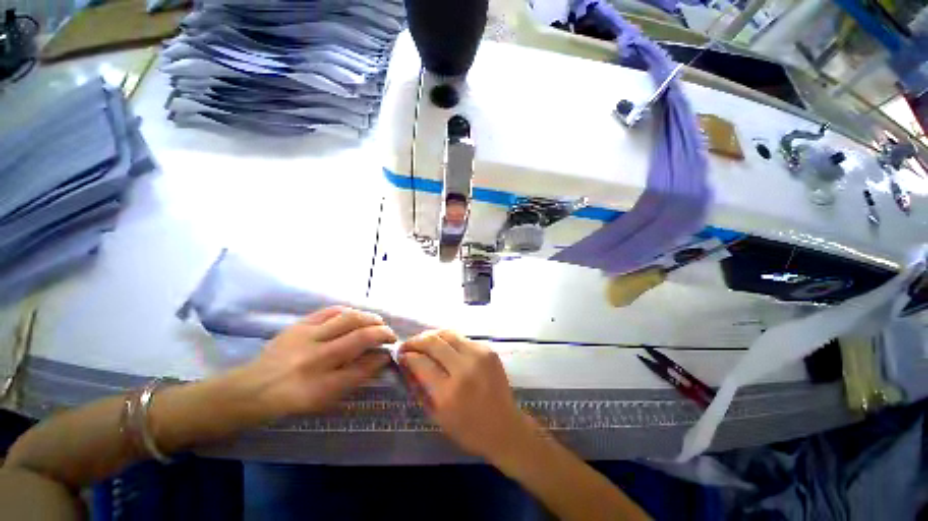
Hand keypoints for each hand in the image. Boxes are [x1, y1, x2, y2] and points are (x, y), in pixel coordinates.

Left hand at [242, 307, 396, 417]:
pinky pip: (331, 311)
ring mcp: (306, 337)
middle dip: (382, 332)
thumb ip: (356, 377)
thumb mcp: (326, 399)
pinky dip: (350, 311)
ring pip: (349, 318)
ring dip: (370, 318)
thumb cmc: (293, 399)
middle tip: (390, 335)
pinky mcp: (300, 324)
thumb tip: (380, 358)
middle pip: (360, 336)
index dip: (382, 357)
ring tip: (378, 322)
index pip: (363, 366)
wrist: (252, 388)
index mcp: (321, 384)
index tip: (390, 352)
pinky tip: (357, 316)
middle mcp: (315, 358)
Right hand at [399, 330, 534, 461]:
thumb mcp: (437, 416)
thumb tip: (407, 363)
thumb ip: (420, 388)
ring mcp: (479, 355)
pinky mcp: (488, 350)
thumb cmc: (468, 429)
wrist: (505, 427)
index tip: (401, 354)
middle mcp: (464, 368)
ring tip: (424, 341)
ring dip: (432, 335)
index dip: (407, 355)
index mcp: (449, 392)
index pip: (421, 362)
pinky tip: (445, 348)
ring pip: (448, 334)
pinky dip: (449, 341)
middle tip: (408, 344)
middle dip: (416, 340)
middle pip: (434, 342)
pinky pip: (462, 339)